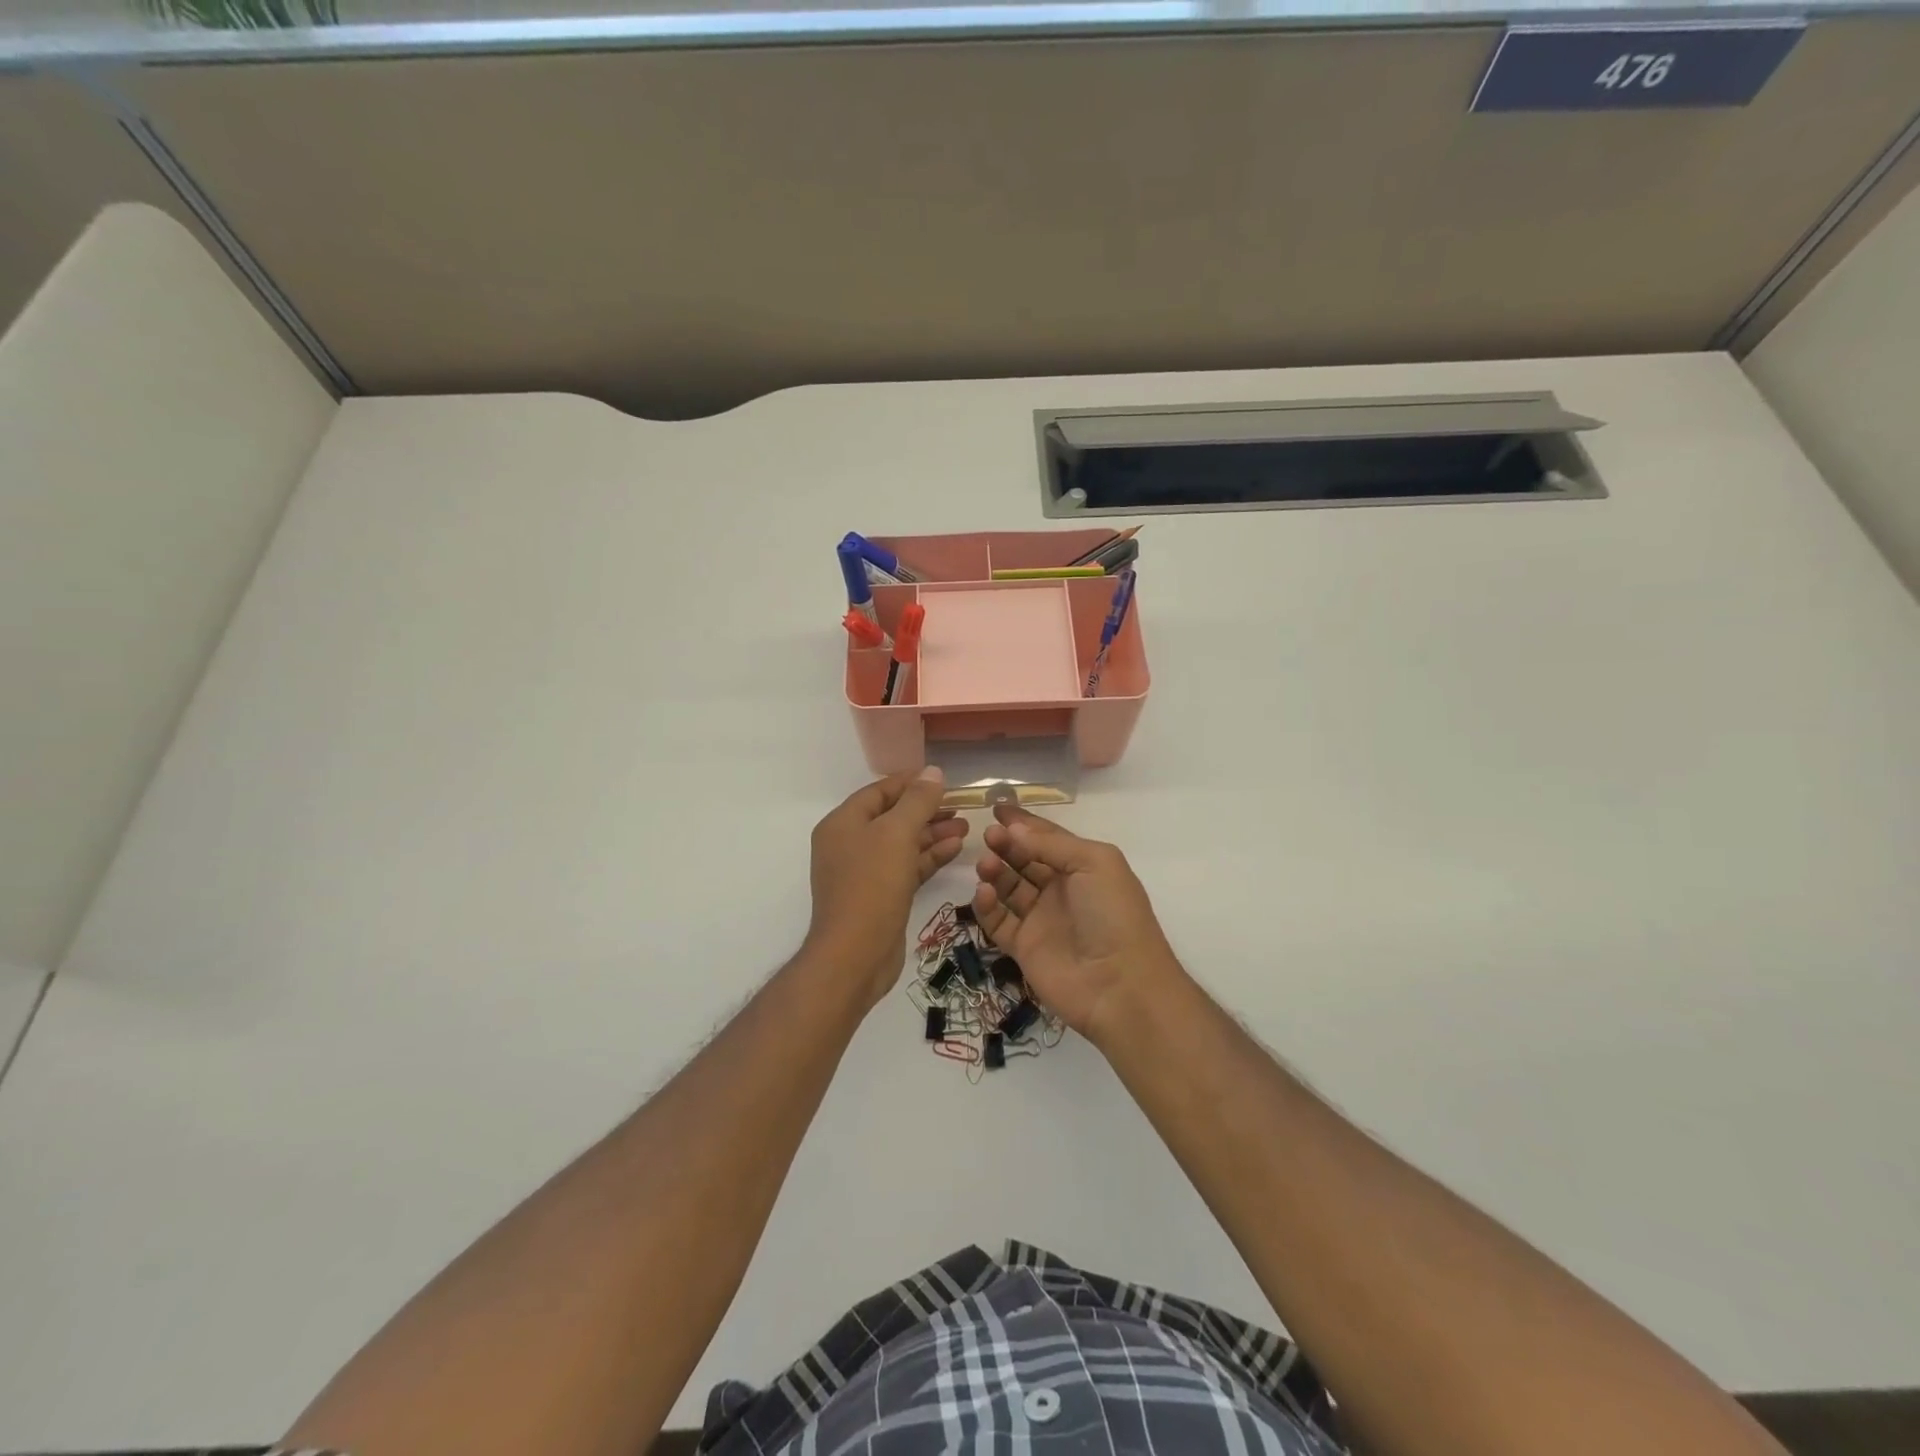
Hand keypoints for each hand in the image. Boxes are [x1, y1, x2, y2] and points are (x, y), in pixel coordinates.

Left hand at [806, 768, 968, 1005]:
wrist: (855, 955)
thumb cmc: (872, 885)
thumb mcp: (897, 834)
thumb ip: (917, 801)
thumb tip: (934, 772)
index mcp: (843, 823)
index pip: (880, 791)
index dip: (911, 782)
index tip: (944, 779)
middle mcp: (849, 844)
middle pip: (892, 816)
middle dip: (926, 809)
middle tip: (960, 805)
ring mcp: (864, 872)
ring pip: (903, 843)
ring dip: (932, 833)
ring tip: (965, 826)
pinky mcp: (881, 896)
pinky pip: (907, 867)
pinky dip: (929, 857)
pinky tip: (956, 848)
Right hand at [971, 805, 1183, 1045]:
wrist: (1120, 986)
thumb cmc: (1113, 915)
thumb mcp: (1094, 863)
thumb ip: (1053, 843)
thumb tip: (1014, 830)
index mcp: (1084, 867)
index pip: (1048, 838)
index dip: (1024, 823)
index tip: (997, 808)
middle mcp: (1061, 890)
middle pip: (1025, 860)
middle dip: (1006, 844)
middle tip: (988, 835)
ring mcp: (1041, 920)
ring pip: (1009, 888)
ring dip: (995, 871)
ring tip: (985, 863)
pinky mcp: (1023, 948)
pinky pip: (998, 921)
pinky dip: (987, 905)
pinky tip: (983, 892)